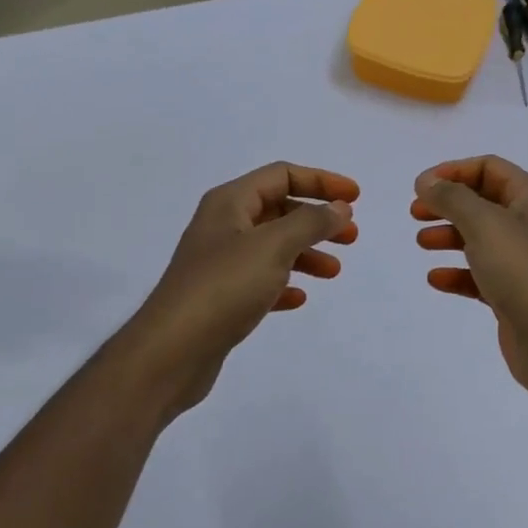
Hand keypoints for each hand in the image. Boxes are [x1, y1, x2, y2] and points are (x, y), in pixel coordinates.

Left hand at [124, 162, 357, 416]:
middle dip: (317, 220)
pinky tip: (299, 297)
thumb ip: (311, 222)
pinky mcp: (220, 298)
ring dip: (306, 253)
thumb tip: (340, 208)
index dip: (321, 181)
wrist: (171, 352)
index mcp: (230, 203)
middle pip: (279, 210)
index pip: (282, 176)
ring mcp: (219, 263)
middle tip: (350, 238)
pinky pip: (260, 281)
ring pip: (273, 247)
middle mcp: (223, 227)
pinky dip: (284, 282)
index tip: (356, 198)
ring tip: (334, 272)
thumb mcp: (274, 245)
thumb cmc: (224, 287)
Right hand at [412, 156, 527, 393]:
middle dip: (448, 204)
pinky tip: (435, 279)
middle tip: (415, 212)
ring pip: (480, 238)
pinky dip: (458, 273)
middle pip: (482, 202)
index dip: (453, 171)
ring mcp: (523, 260)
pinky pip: (480, 274)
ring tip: (421, 243)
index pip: (489, 168)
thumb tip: (427, 181)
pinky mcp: (514, 293)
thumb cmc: (521, 269)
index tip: (420, 186)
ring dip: (449, 236)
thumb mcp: (483, 223)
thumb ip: (452, 198)